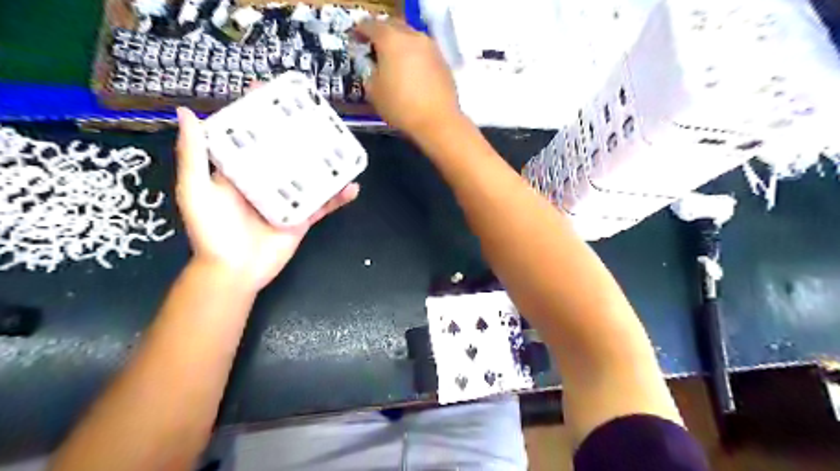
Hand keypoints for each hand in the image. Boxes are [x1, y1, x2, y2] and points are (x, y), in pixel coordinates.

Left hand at [175, 107, 358, 290]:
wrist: (234, 272)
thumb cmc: (211, 232)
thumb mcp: (196, 190)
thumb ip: (194, 156)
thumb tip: (187, 113)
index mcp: (242, 170)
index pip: (253, 136)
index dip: (261, 115)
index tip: (274, 94)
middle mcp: (267, 180)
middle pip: (287, 152)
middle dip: (301, 134)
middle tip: (319, 116)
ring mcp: (288, 199)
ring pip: (311, 176)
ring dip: (327, 163)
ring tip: (342, 147)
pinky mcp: (303, 218)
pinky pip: (324, 205)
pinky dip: (339, 197)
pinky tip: (353, 186)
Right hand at [353, 18, 457, 139]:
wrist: (437, 121)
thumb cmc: (401, 107)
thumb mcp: (374, 92)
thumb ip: (370, 72)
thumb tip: (373, 67)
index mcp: (391, 40)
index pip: (370, 25)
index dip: (360, 31)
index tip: (356, 39)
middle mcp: (412, 37)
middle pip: (393, 25)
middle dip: (382, 33)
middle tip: (374, 46)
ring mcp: (431, 47)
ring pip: (411, 37)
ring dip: (400, 43)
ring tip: (394, 59)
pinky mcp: (443, 61)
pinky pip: (423, 51)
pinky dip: (414, 56)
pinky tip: (411, 71)